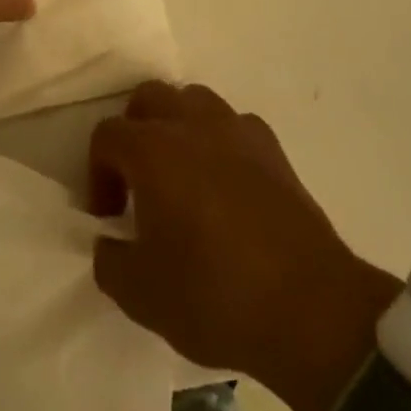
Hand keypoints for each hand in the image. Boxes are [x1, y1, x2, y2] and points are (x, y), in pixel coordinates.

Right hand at [90, 82, 401, 410]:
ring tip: (181, 175)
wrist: (313, 312)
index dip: (97, 173)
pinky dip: (220, 142)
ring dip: (177, 127)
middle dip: (133, 132)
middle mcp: (193, 125)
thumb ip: (110, 260)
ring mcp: (239, 132)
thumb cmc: (216, 296)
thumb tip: (112, 242)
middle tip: (138, 181)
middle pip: (149, 98)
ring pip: (194, 100)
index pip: (107, 135)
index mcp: (153, 150)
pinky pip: (234, 126)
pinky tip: (225, 185)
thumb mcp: (141, 295)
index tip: (111, 216)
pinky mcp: (275, 150)